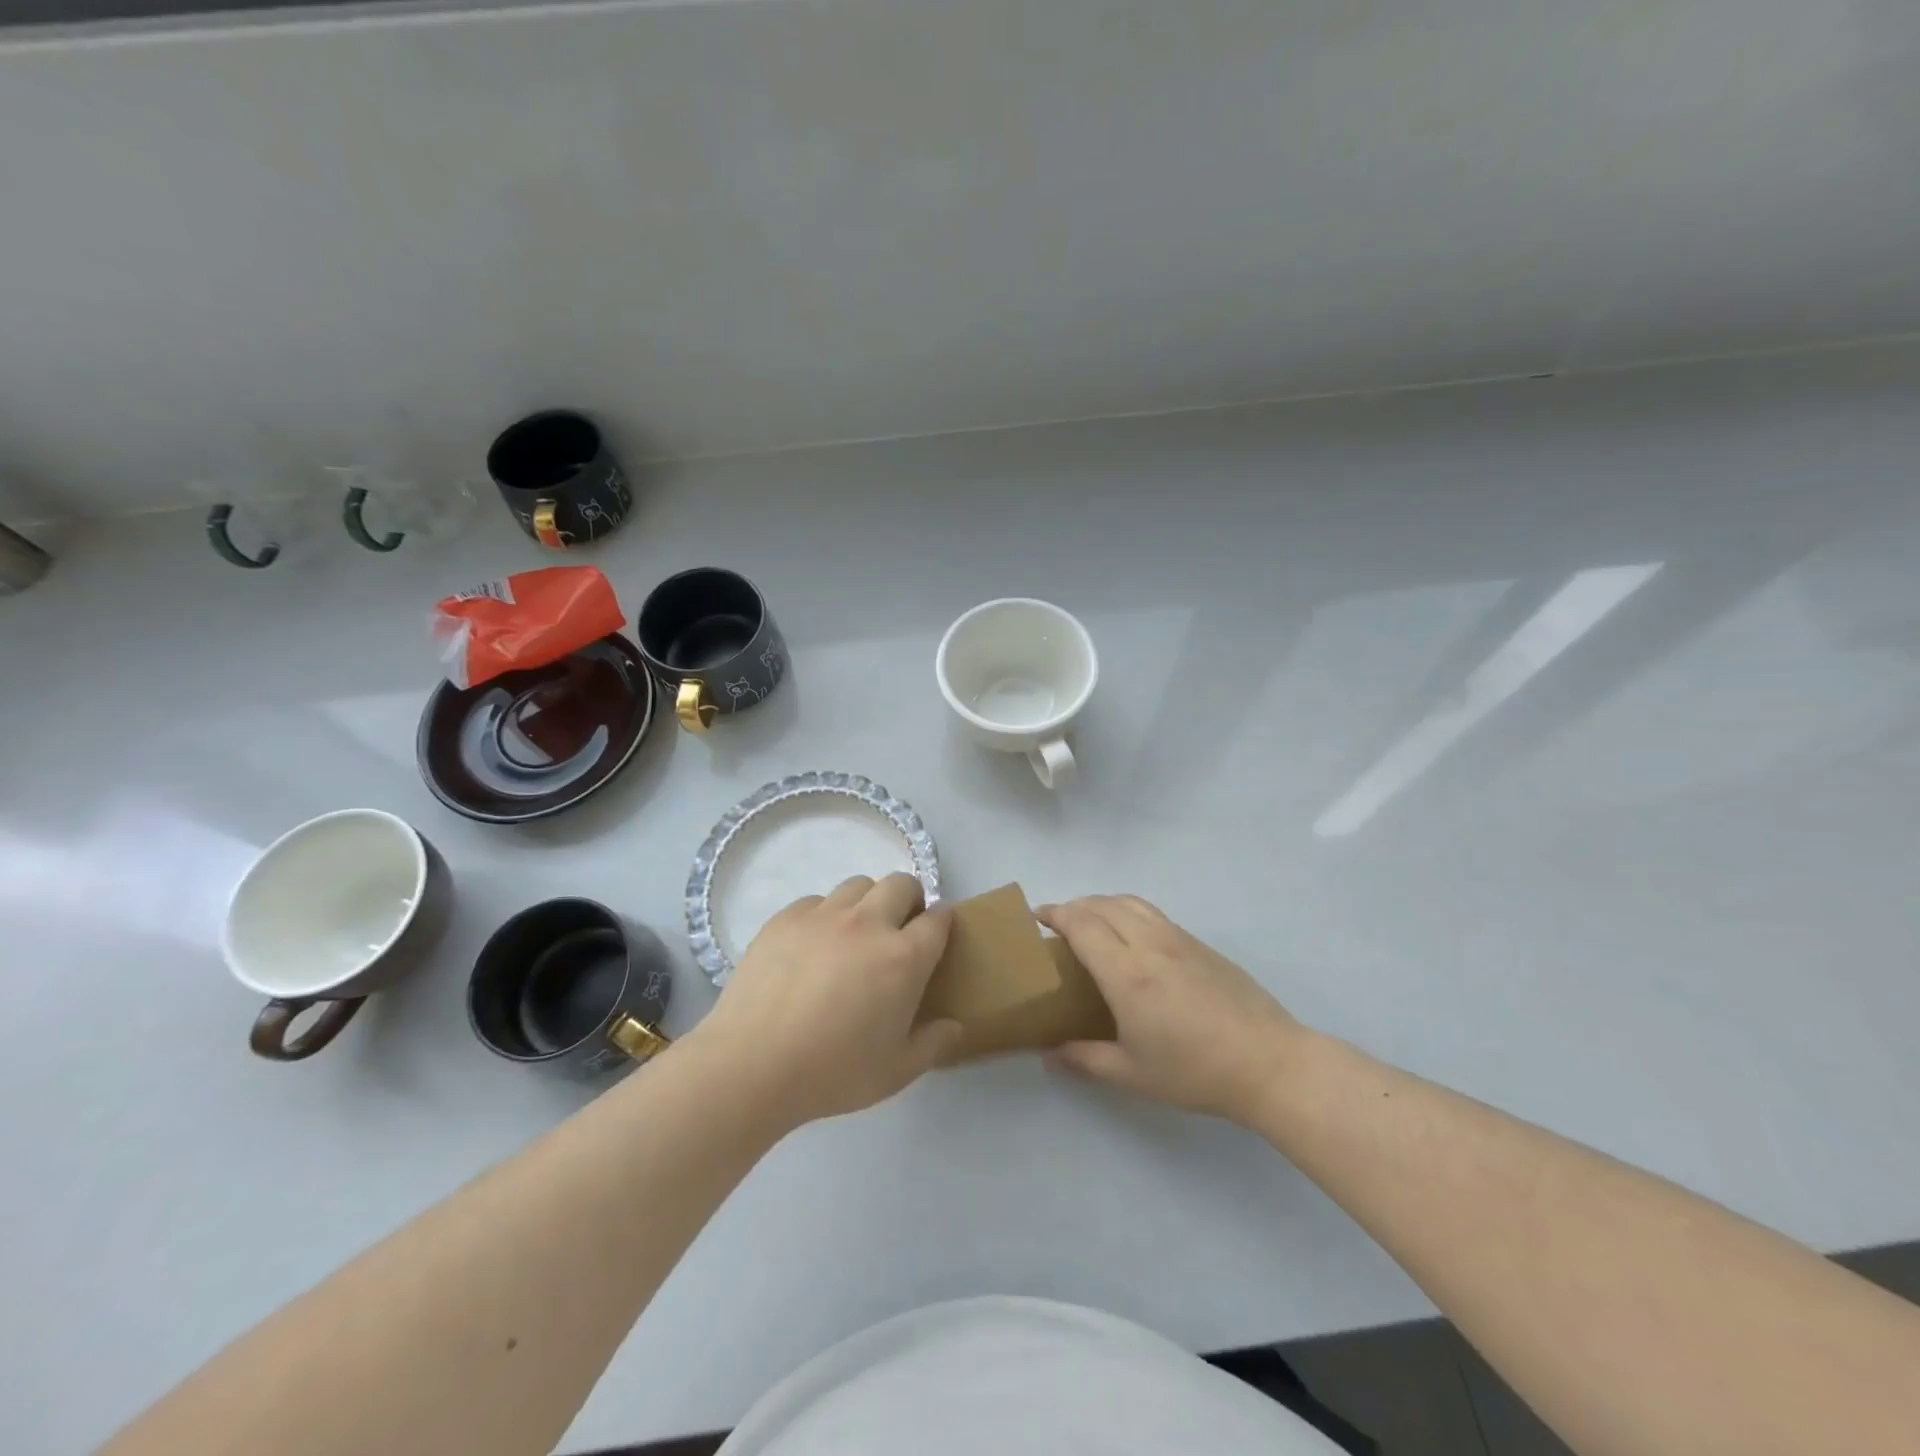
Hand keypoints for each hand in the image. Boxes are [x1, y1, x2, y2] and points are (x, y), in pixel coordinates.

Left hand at [690, 873, 959, 1129]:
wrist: (751, 1065)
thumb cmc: (832, 1073)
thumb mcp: (896, 1072)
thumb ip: (933, 1043)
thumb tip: (954, 1025)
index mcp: (904, 957)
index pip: (939, 918)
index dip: (943, 922)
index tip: (937, 935)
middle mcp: (869, 923)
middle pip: (901, 883)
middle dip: (909, 900)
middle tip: (898, 932)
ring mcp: (824, 915)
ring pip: (858, 885)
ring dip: (867, 903)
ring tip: (854, 936)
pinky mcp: (786, 918)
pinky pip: (816, 901)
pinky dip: (824, 916)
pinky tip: (812, 948)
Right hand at [1037, 895, 1302, 1123]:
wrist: (1268, 1062)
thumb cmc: (1195, 1071)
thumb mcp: (1132, 1074)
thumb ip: (1085, 1060)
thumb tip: (1048, 1056)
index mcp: (1126, 972)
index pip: (1081, 924)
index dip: (1055, 913)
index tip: (1036, 915)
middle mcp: (1149, 943)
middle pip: (1103, 904)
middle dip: (1074, 905)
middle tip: (1058, 922)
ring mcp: (1178, 938)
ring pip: (1131, 901)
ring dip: (1103, 902)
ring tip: (1091, 921)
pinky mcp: (1200, 944)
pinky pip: (1153, 913)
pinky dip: (1129, 911)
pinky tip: (1132, 938)